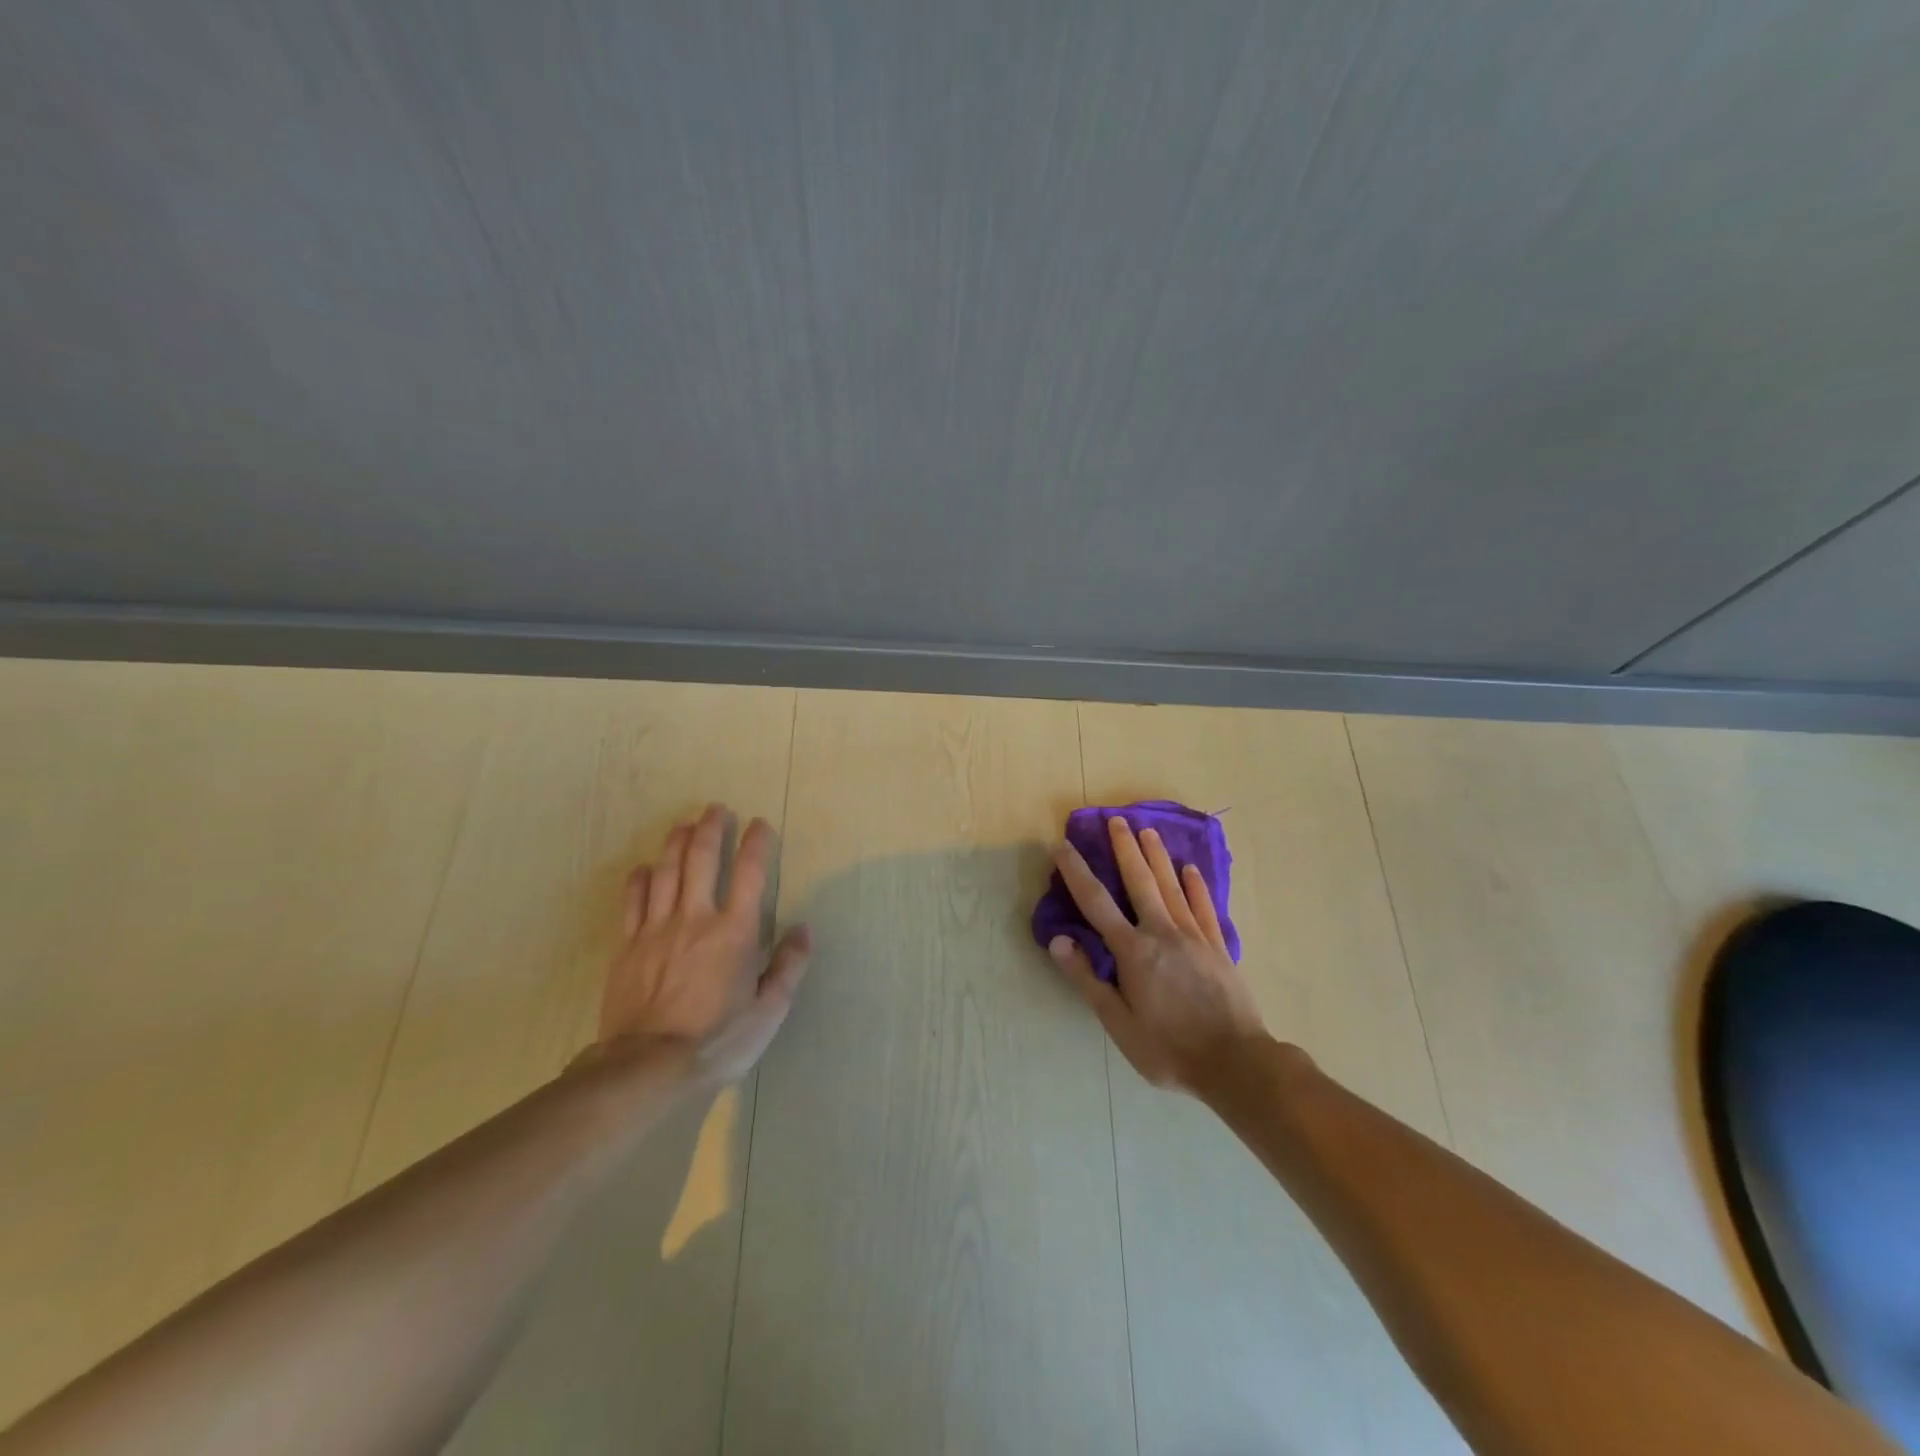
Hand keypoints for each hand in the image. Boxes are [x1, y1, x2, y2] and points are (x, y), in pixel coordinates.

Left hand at [599, 804, 810, 1084]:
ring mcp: (658, 929)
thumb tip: (803, 929)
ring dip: (676, 843)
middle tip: (716, 808)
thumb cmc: (717, 1039)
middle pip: (702, 860)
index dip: (757, 844)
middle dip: (711, 829)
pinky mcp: (628, 945)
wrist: (648, 1066)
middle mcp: (696, 918)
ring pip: (666, 872)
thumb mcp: (768, 1012)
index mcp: (735, 932)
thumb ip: (788, 967)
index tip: (760, 824)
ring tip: (684, 825)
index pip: (751, 874)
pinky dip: (639, 879)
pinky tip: (643, 868)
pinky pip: (632, 901)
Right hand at [1047, 815, 1268, 1093]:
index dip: (1076, 871)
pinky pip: (1204, 907)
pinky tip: (1191, 870)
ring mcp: (1194, 936)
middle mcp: (1162, 932)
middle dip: (1125, 848)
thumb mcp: (1119, 1023)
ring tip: (1148, 830)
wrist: (1236, 1062)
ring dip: (1157, 856)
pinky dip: (1196, 886)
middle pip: (1140, 881)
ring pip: (1172, 886)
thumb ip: (1088, 979)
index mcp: (1133, 951)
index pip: (1096, 902)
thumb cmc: (1169, 1048)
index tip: (1062, 845)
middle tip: (1116, 819)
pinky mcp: (1218, 947)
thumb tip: (1058, 940)